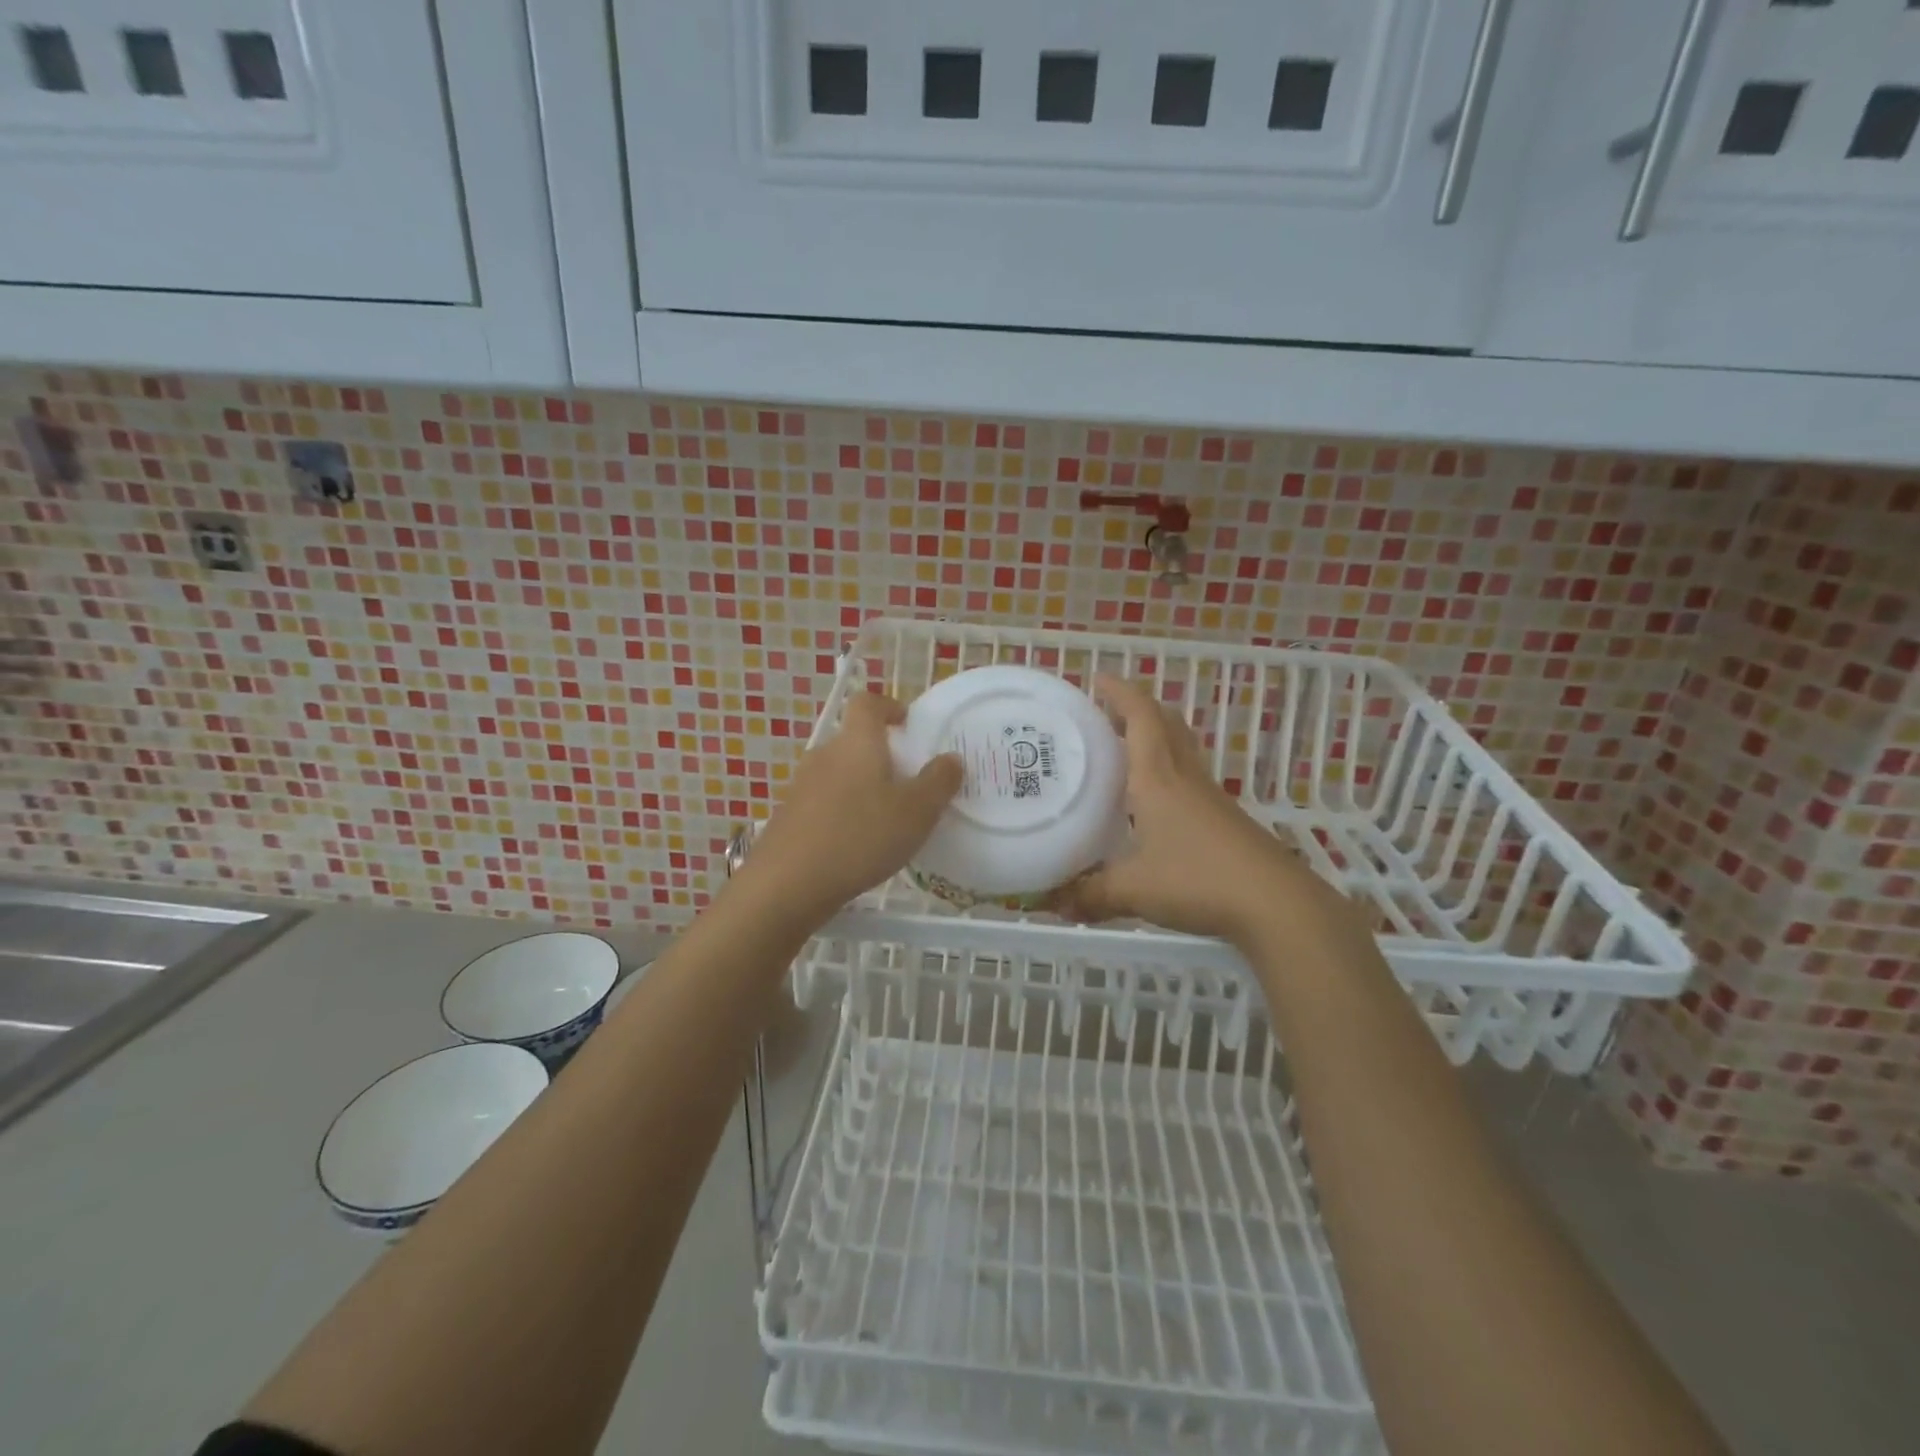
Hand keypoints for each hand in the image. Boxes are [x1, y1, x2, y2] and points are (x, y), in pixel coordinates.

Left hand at [734, 690, 961, 924]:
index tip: (907, 724)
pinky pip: (823, 803)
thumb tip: (950, 758)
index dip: (888, 706)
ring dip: (861, 787)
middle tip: (907, 783)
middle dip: (880, 756)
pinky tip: (856, 845)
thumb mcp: (916, 812)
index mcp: (857, 742)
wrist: (787, 884)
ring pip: (838, 774)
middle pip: (853, 741)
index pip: (867, 703)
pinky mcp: (788, 817)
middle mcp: (824, 755)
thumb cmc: (860, 836)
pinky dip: (842, 813)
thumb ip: (939, 782)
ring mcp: (801, 786)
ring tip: (885, 819)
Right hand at [1052, 675, 1341, 946]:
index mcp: (1158, 777)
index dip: (1120, 692)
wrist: (1275, 904)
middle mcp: (1185, 777)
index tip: (1097, 679)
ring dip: (1154, 737)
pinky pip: (1189, 778)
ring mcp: (1209, 797)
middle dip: (1136, 709)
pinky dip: (1166, 772)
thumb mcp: (1134, 890)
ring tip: (1123, 750)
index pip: (1140, 717)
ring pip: (1180, 749)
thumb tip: (1053, 903)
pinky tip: (1151, 803)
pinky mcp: (1224, 819)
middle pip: (1165, 724)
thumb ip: (1091, 894)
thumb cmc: (1198, 880)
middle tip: (1105, 713)